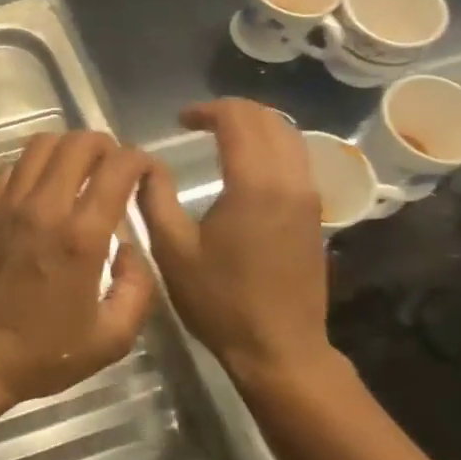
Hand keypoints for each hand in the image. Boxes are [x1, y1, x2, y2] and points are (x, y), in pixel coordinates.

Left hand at [0, 131, 156, 408]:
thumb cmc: (40, 354)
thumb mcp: (110, 339)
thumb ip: (137, 289)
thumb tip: (129, 249)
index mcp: (81, 237)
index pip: (119, 167)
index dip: (142, 160)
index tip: (148, 174)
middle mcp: (44, 207)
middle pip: (79, 142)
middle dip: (108, 146)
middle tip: (115, 169)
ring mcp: (7, 204)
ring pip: (42, 144)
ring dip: (68, 149)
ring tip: (79, 172)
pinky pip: (13, 167)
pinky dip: (34, 166)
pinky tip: (41, 190)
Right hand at [139, 100, 335, 390]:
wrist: (279, 349)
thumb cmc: (220, 302)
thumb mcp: (172, 251)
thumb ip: (155, 199)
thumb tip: (144, 164)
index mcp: (254, 185)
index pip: (238, 120)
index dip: (207, 110)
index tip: (180, 120)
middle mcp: (289, 181)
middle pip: (269, 120)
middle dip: (233, 112)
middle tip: (198, 123)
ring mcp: (309, 198)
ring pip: (290, 137)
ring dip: (256, 127)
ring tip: (221, 138)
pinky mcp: (315, 215)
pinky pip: (297, 161)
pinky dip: (272, 148)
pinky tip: (247, 168)